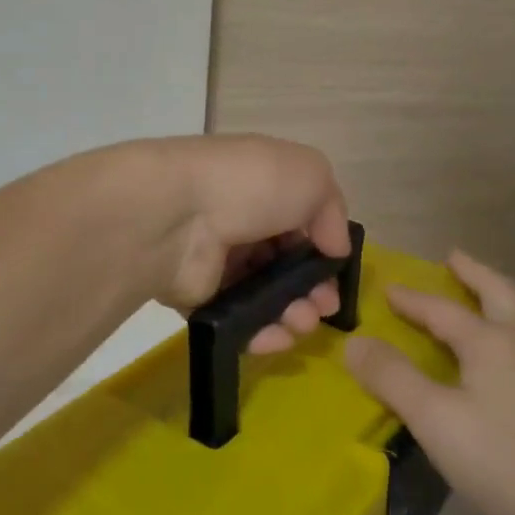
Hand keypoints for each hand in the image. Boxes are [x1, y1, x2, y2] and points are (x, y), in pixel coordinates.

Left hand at [141, 135, 352, 352]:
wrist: (177, 215)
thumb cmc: (251, 186)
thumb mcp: (311, 176)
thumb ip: (332, 210)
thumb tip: (334, 247)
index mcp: (264, 186)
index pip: (301, 220)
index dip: (323, 247)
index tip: (337, 272)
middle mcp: (241, 220)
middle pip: (286, 263)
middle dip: (312, 288)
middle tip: (324, 308)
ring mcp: (217, 260)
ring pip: (266, 295)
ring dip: (293, 313)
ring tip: (302, 323)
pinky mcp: (198, 298)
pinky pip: (236, 320)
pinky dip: (261, 332)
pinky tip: (278, 338)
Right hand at [345, 250, 514, 514]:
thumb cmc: (503, 461)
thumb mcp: (434, 418)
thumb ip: (393, 378)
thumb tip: (354, 342)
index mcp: (492, 341)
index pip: (443, 309)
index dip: (412, 299)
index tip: (387, 287)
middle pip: (498, 294)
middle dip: (473, 273)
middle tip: (452, 258)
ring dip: (490, 302)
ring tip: (469, 304)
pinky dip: (499, 337)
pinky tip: (490, 366)